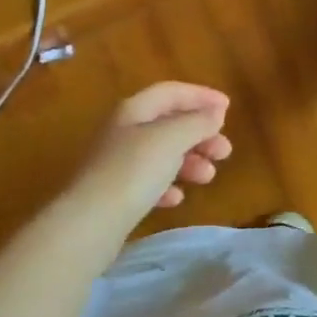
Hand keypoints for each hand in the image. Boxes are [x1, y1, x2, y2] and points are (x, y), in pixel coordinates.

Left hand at [69, 83, 231, 219]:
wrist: (88, 224)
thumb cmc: (133, 171)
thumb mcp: (172, 139)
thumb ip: (197, 122)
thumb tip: (215, 113)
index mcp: (134, 110)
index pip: (171, 92)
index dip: (201, 96)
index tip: (228, 108)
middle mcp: (123, 131)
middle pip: (169, 124)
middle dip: (200, 134)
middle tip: (225, 151)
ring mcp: (117, 164)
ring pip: (162, 154)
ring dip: (189, 161)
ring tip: (208, 177)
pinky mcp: (115, 194)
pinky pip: (148, 182)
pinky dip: (167, 186)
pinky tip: (177, 198)